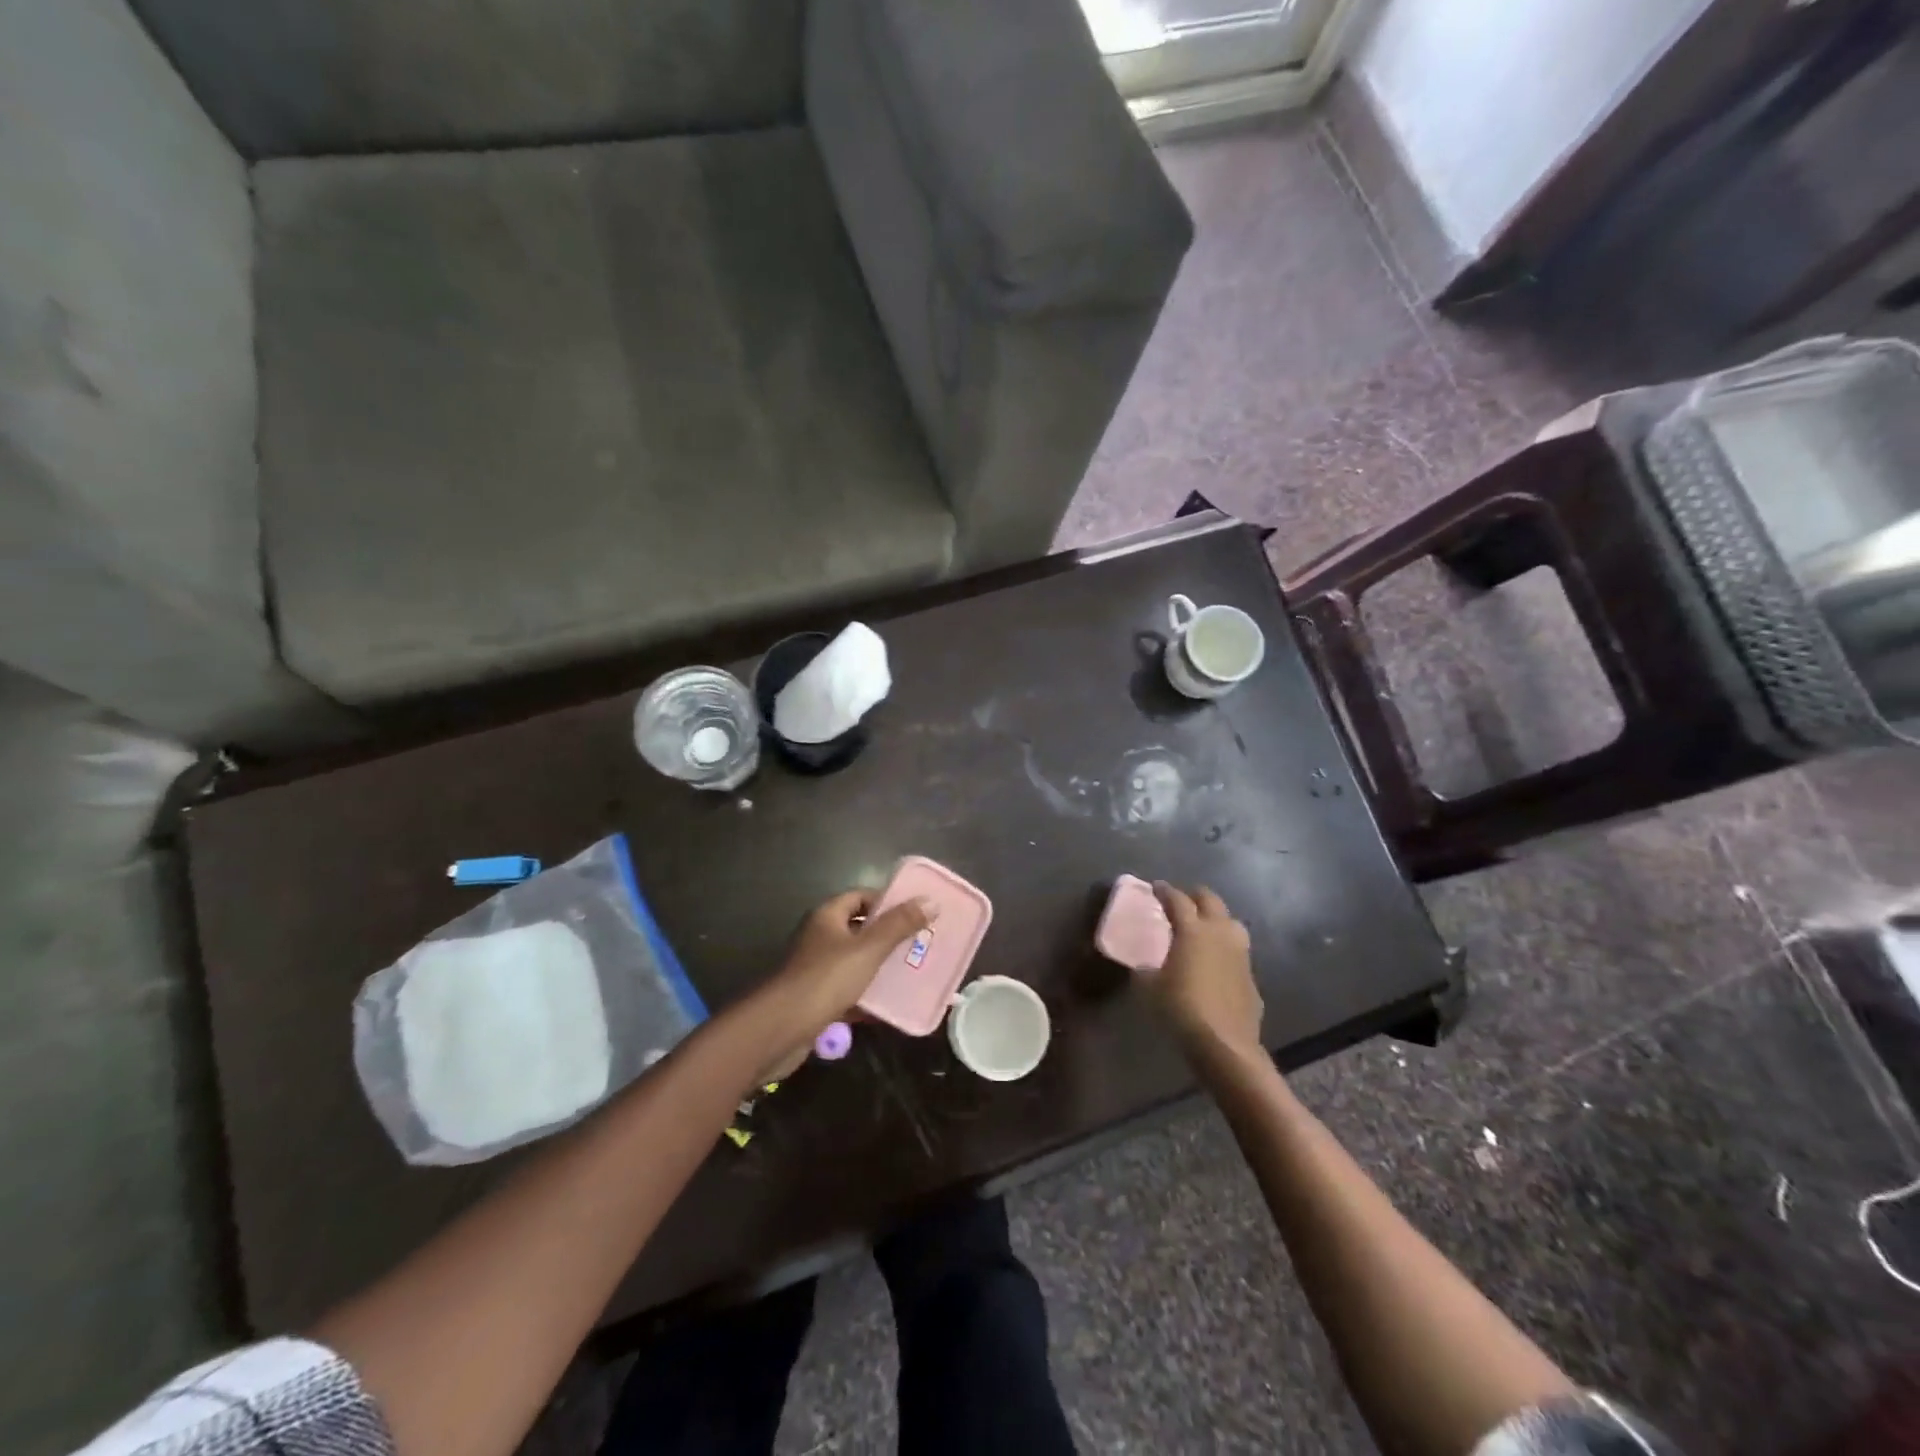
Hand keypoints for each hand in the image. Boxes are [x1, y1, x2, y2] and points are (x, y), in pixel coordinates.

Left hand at [764, 890, 931, 1043]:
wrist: (780, 1029)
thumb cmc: (825, 979)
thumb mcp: (868, 949)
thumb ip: (898, 926)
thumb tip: (930, 901)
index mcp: (828, 917)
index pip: (861, 896)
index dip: (887, 901)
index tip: (916, 912)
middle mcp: (820, 938)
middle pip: (860, 930)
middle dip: (889, 937)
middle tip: (920, 943)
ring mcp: (817, 970)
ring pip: (855, 962)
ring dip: (880, 968)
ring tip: (912, 972)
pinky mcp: (817, 999)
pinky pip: (848, 992)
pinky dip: (867, 997)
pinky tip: (890, 1007)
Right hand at [1144, 883, 1262, 1062]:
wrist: (1225, 1044)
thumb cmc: (1181, 1008)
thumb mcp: (1149, 988)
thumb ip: (1145, 971)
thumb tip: (1144, 967)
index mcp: (1193, 930)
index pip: (1177, 899)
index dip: (1164, 891)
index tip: (1156, 887)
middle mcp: (1220, 933)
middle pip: (1210, 901)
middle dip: (1195, 896)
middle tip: (1181, 900)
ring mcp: (1241, 953)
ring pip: (1231, 922)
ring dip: (1216, 919)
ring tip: (1203, 927)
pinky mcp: (1251, 975)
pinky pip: (1237, 951)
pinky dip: (1225, 948)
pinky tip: (1215, 962)